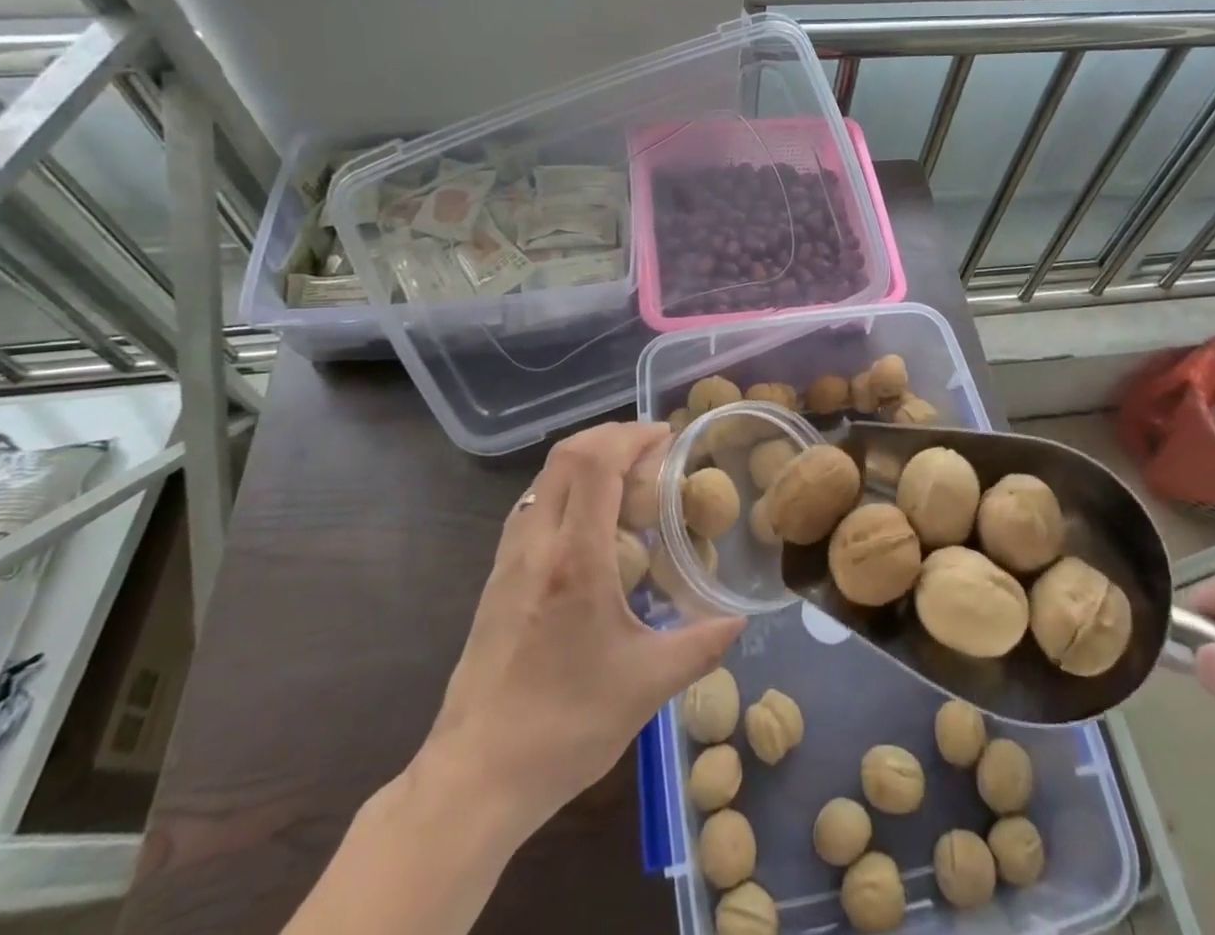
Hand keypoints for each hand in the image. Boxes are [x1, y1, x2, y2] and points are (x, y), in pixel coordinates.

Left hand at [413, 421, 744, 842]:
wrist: (475, 778)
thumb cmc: (565, 726)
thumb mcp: (647, 686)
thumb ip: (701, 645)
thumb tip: (739, 620)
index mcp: (575, 558)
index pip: (596, 463)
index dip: (631, 436)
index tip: (666, 437)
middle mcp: (537, 544)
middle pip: (567, 455)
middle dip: (611, 436)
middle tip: (651, 449)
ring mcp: (509, 559)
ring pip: (546, 477)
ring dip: (586, 459)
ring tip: (625, 478)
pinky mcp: (496, 577)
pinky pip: (534, 505)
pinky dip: (566, 487)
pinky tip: (590, 521)